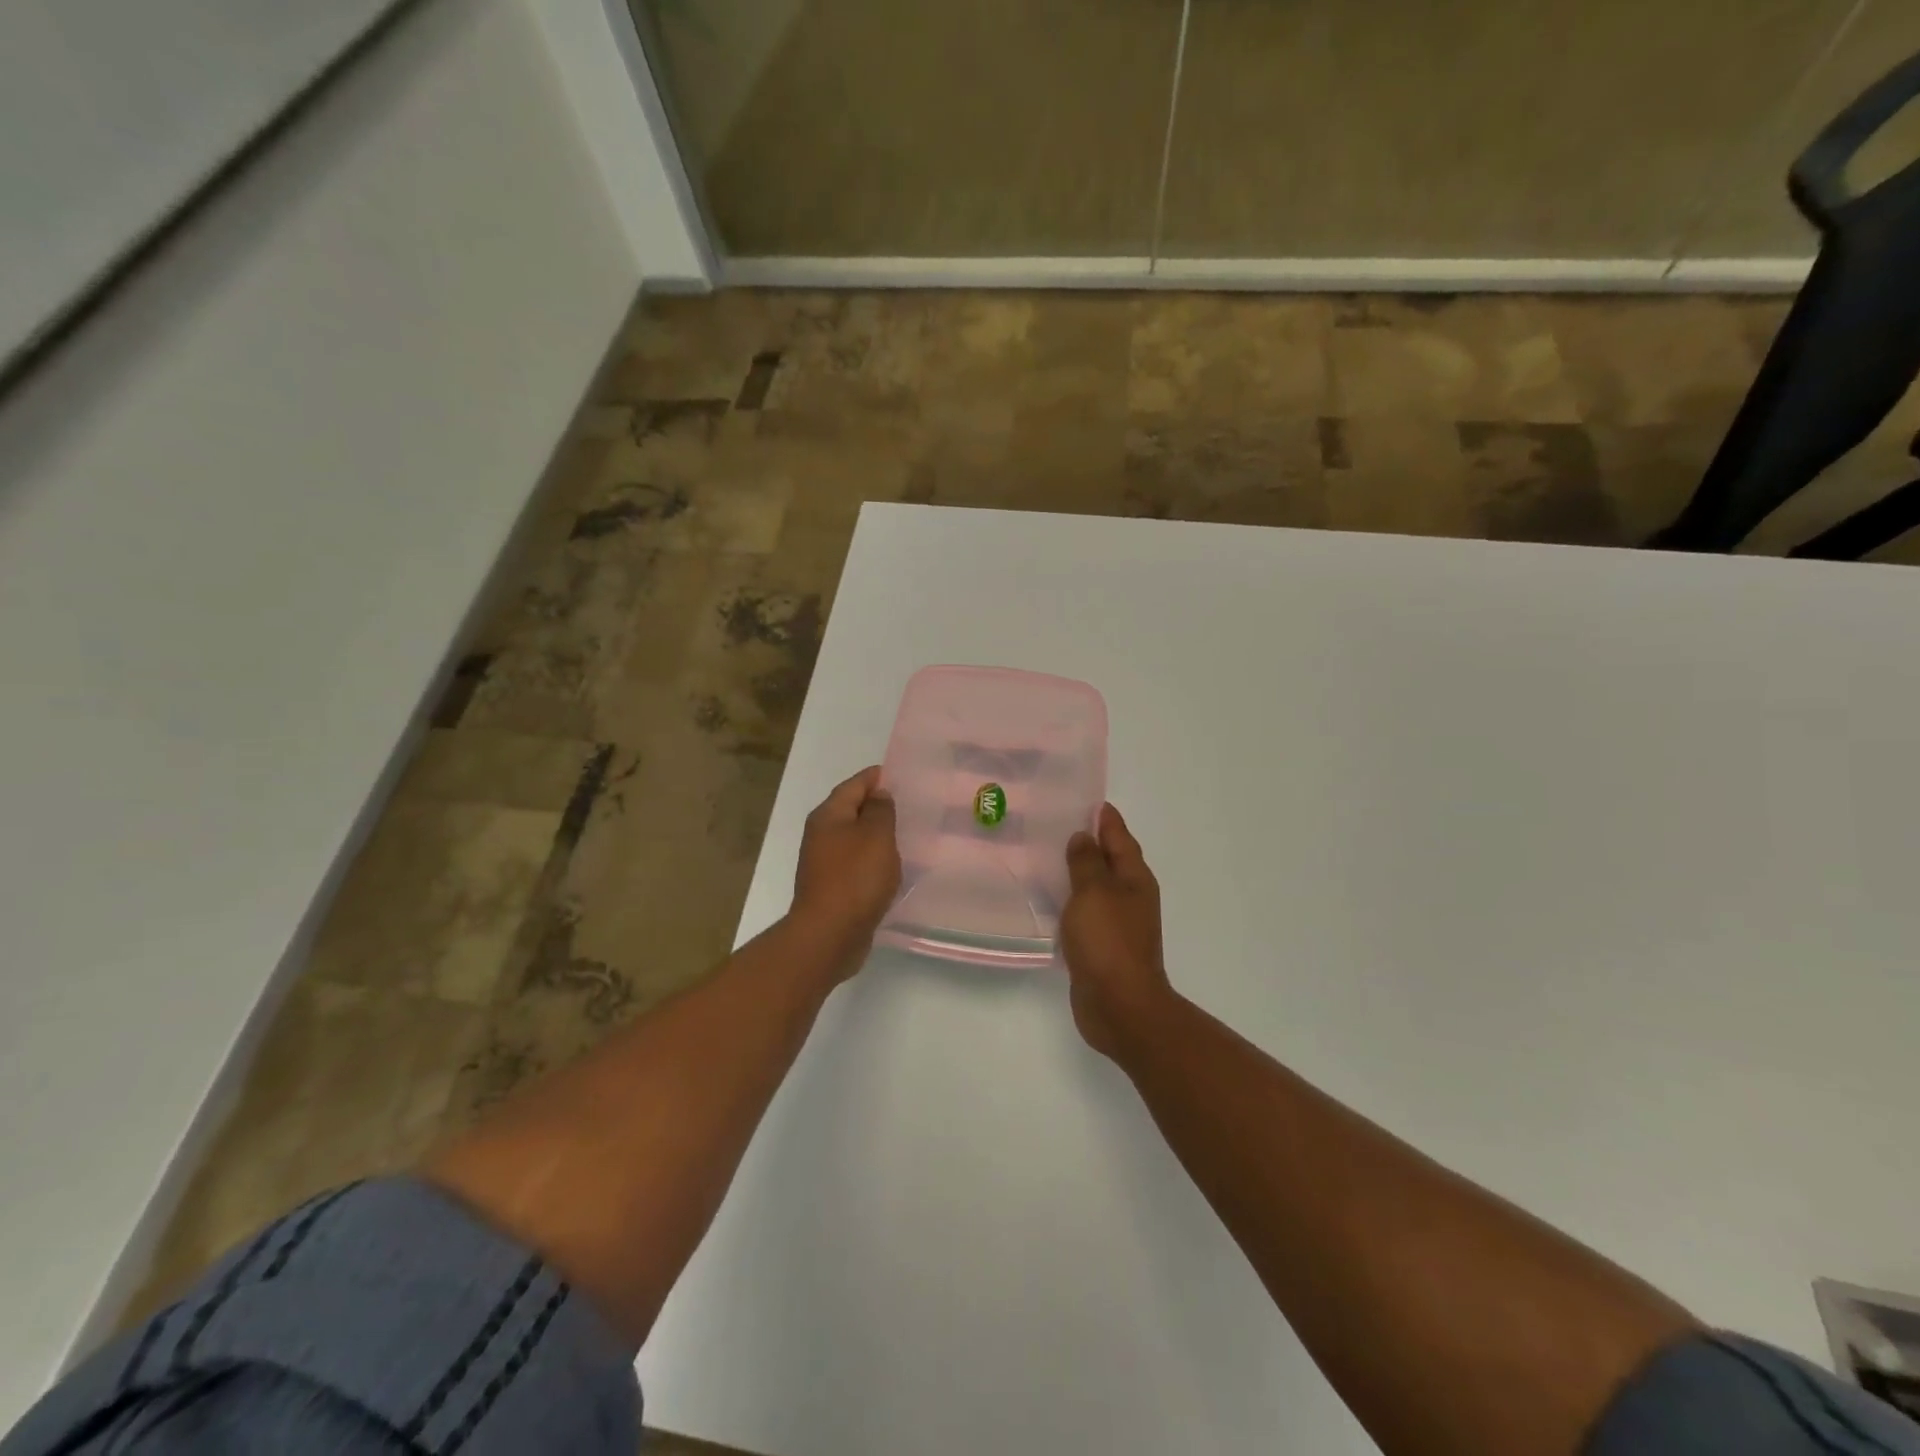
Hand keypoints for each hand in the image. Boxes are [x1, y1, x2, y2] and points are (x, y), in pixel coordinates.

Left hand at [790, 766, 900, 975]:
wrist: (829, 935)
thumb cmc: (855, 878)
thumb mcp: (876, 836)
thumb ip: (880, 811)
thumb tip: (878, 794)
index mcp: (829, 816)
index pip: (854, 785)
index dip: (877, 777)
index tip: (902, 775)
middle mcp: (821, 835)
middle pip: (852, 810)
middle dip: (878, 806)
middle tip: (910, 804)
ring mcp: (825, 863)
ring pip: (855, 839)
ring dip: (877, 835)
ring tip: (907, 834)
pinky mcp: (833, 887)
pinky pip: (857, 864)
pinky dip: (874, 860)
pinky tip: (893, 866)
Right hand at [1061, 804, 1174, 1058]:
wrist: (1119, 1005)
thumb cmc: (1108, 941)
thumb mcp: (1094, 892)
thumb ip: (1086, 862)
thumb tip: (1083, 837)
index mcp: (1134, 878)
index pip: (1119, 837)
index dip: (1104, 818)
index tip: (1085, 800)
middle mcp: (1130, 896)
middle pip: (1109, 860)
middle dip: (1088, 842)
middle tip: (1055, 824)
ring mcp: (1117, 923)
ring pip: (1095, 887)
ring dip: (1076, 872)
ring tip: (1045, 857)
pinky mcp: (1101, 946)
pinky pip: (1084, 912)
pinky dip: (1070, 900)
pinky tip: (1048, 900)